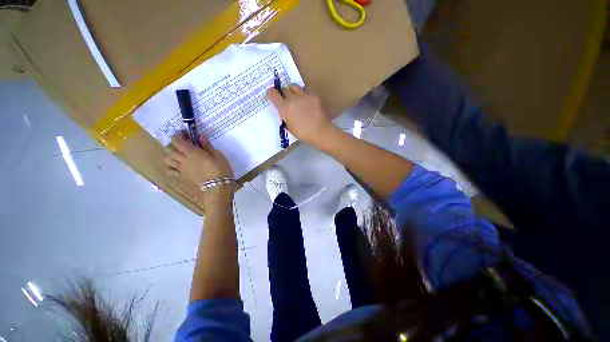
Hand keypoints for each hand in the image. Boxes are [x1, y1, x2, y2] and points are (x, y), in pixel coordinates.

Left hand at [165, 132, 233, 204]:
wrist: (218, 187)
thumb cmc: (221, 169)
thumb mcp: (218, 155)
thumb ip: (207, 145)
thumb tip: (200, 136)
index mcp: (192, 152)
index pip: (177, 141)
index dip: (178, 135)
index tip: (186, 133)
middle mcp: (183, 160)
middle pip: (170, 149)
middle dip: (175, 143)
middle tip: (184, 143)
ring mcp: (182, 169)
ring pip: (167, 159)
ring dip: (171, 154)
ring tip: (179, 153)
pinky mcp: (183, 176)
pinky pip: (171, 171)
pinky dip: (170, 166)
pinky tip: (177, 165)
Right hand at [267, 85, 333, 144]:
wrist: (320, 132)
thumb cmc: (303, 133)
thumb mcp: (289, 127)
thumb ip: (285, 116)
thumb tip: (285, 111)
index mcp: (284, 108)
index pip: (272, 93)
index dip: (271, 93)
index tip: (273, 95)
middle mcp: (292, 99)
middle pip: (284, 88)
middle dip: (283, 93)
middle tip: (286, 99)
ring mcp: (304, 96)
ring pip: (294, 86)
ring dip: (293, 90)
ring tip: (296, 97)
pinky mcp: (313, 95)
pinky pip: (305, 90)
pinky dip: (304, 94)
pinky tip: (307, 101)